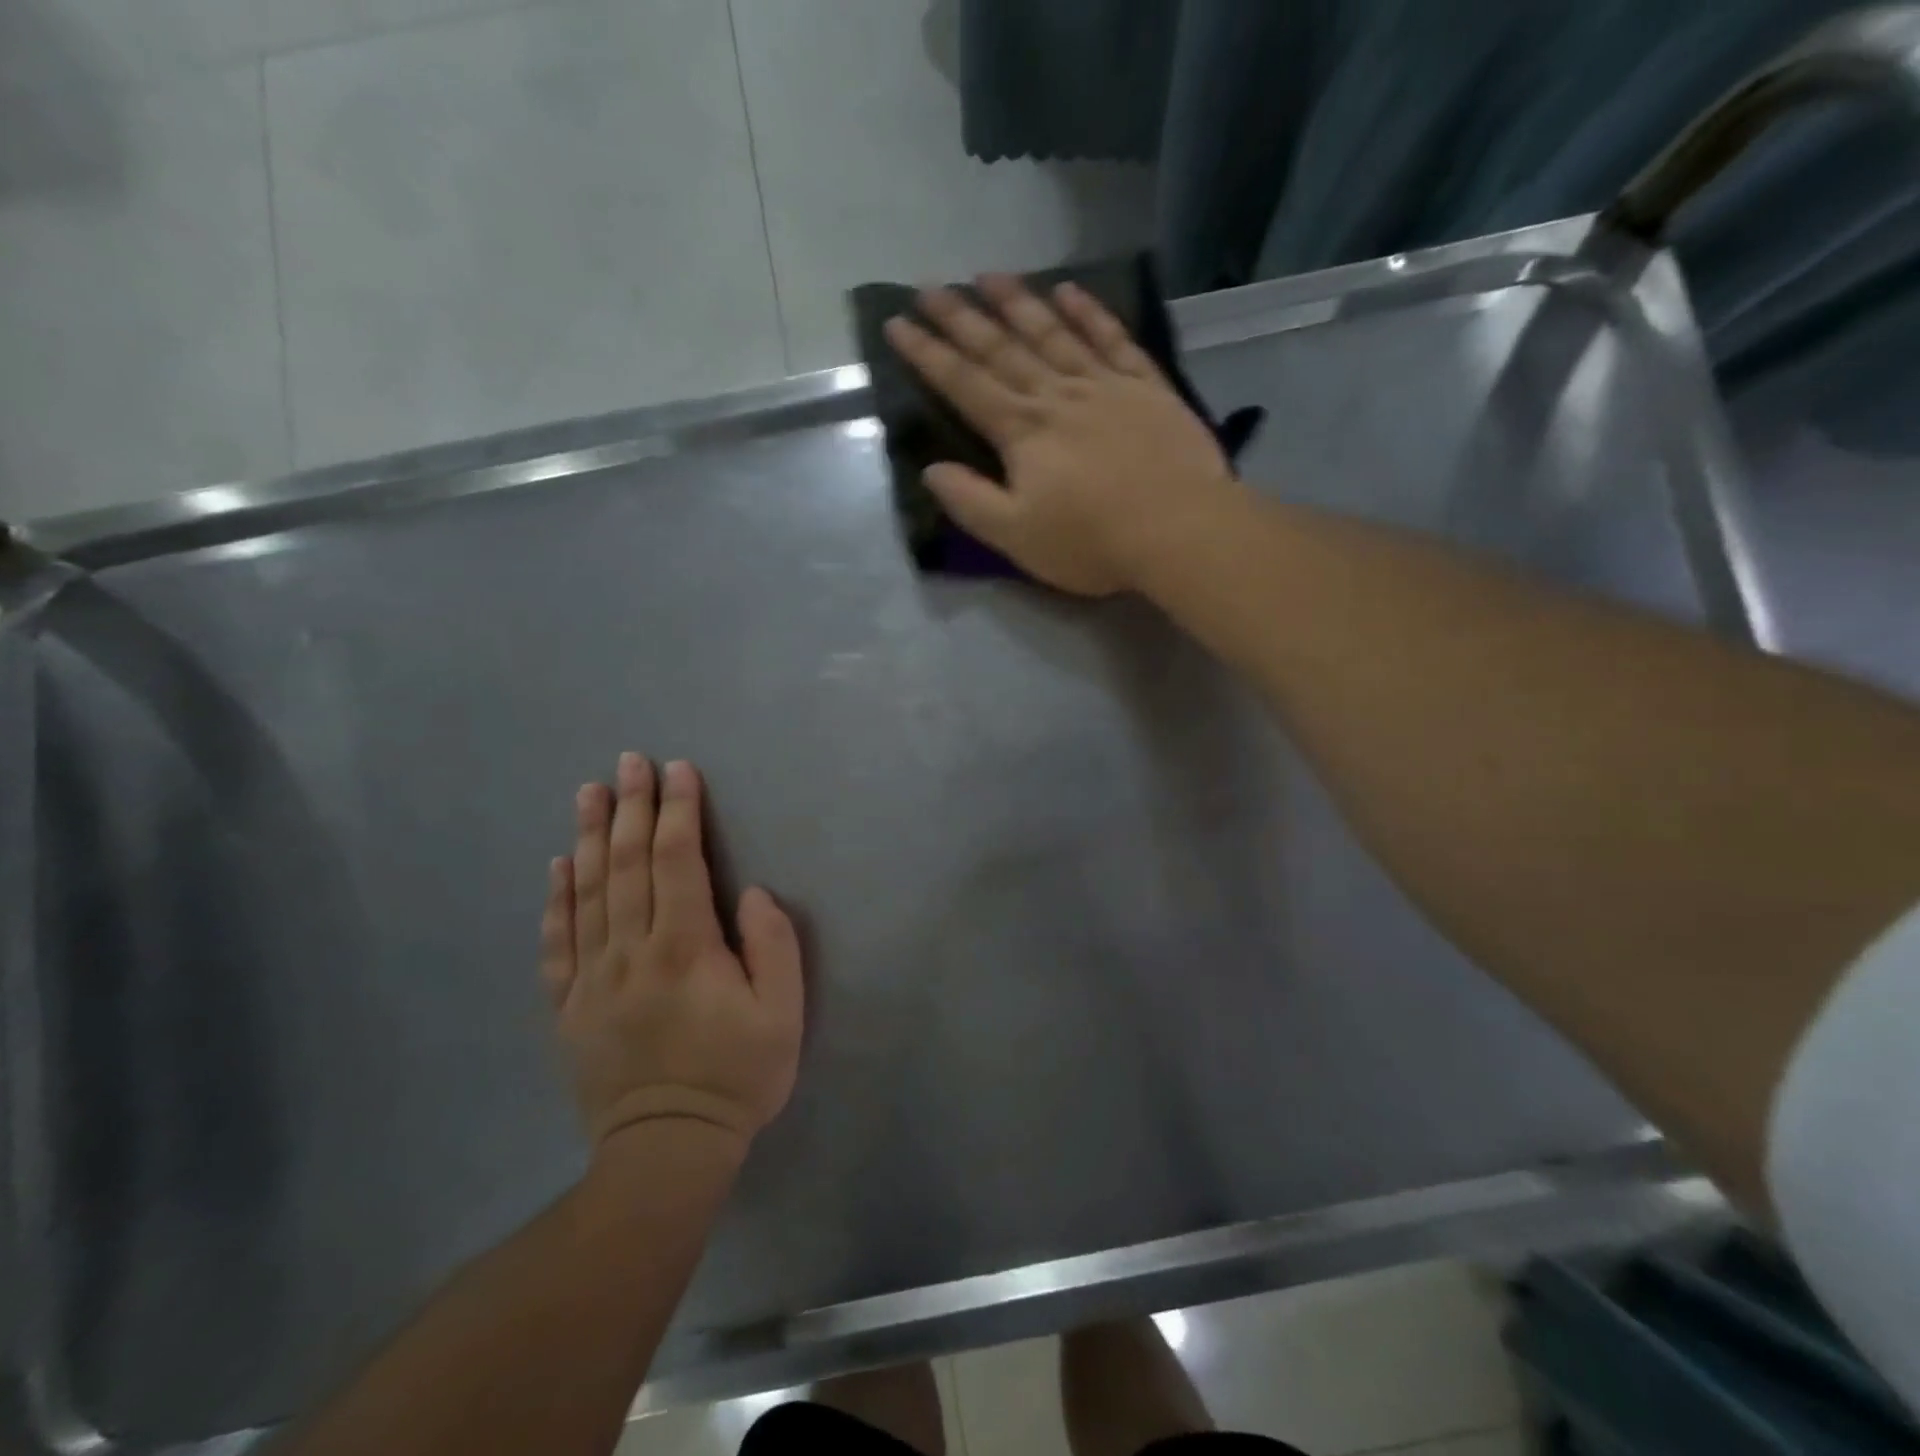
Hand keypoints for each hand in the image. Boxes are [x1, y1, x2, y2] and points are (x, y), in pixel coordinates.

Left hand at [540, 754, 803, 1154]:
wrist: (667, 1151)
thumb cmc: (737, 1076)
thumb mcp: (782, 1013)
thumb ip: (773, 945)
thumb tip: (750, 893)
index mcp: (685, 947)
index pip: (679, 861)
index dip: (679, 811)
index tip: (678, 771)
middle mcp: (631, 951)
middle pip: (629, 865)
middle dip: (632, 807)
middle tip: (629, 761)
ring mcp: (592, 979)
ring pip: (589, 893)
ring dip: (590, 837)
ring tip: (588, 792)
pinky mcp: (569, 1007)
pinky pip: (558, 942)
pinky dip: (557, 899)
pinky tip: (558, 865)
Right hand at [883, 275, 1242, 595]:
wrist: (1180, 530)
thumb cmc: (1092, 542)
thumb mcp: (1016, 536)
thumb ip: (970, 501)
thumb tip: (931, 469)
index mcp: (1022, 432)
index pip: (964, 384)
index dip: (927, 354)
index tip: (897, 323)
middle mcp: (1056, 395)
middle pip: (1001, 348)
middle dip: (961, 318)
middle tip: (929, 286)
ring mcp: (1104, 384)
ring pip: (1052, 332)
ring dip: (1018, 301)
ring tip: (988, 275)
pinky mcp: (1146, 386)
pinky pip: (1112, 338)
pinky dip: (1089, 312)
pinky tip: (1069, 290)